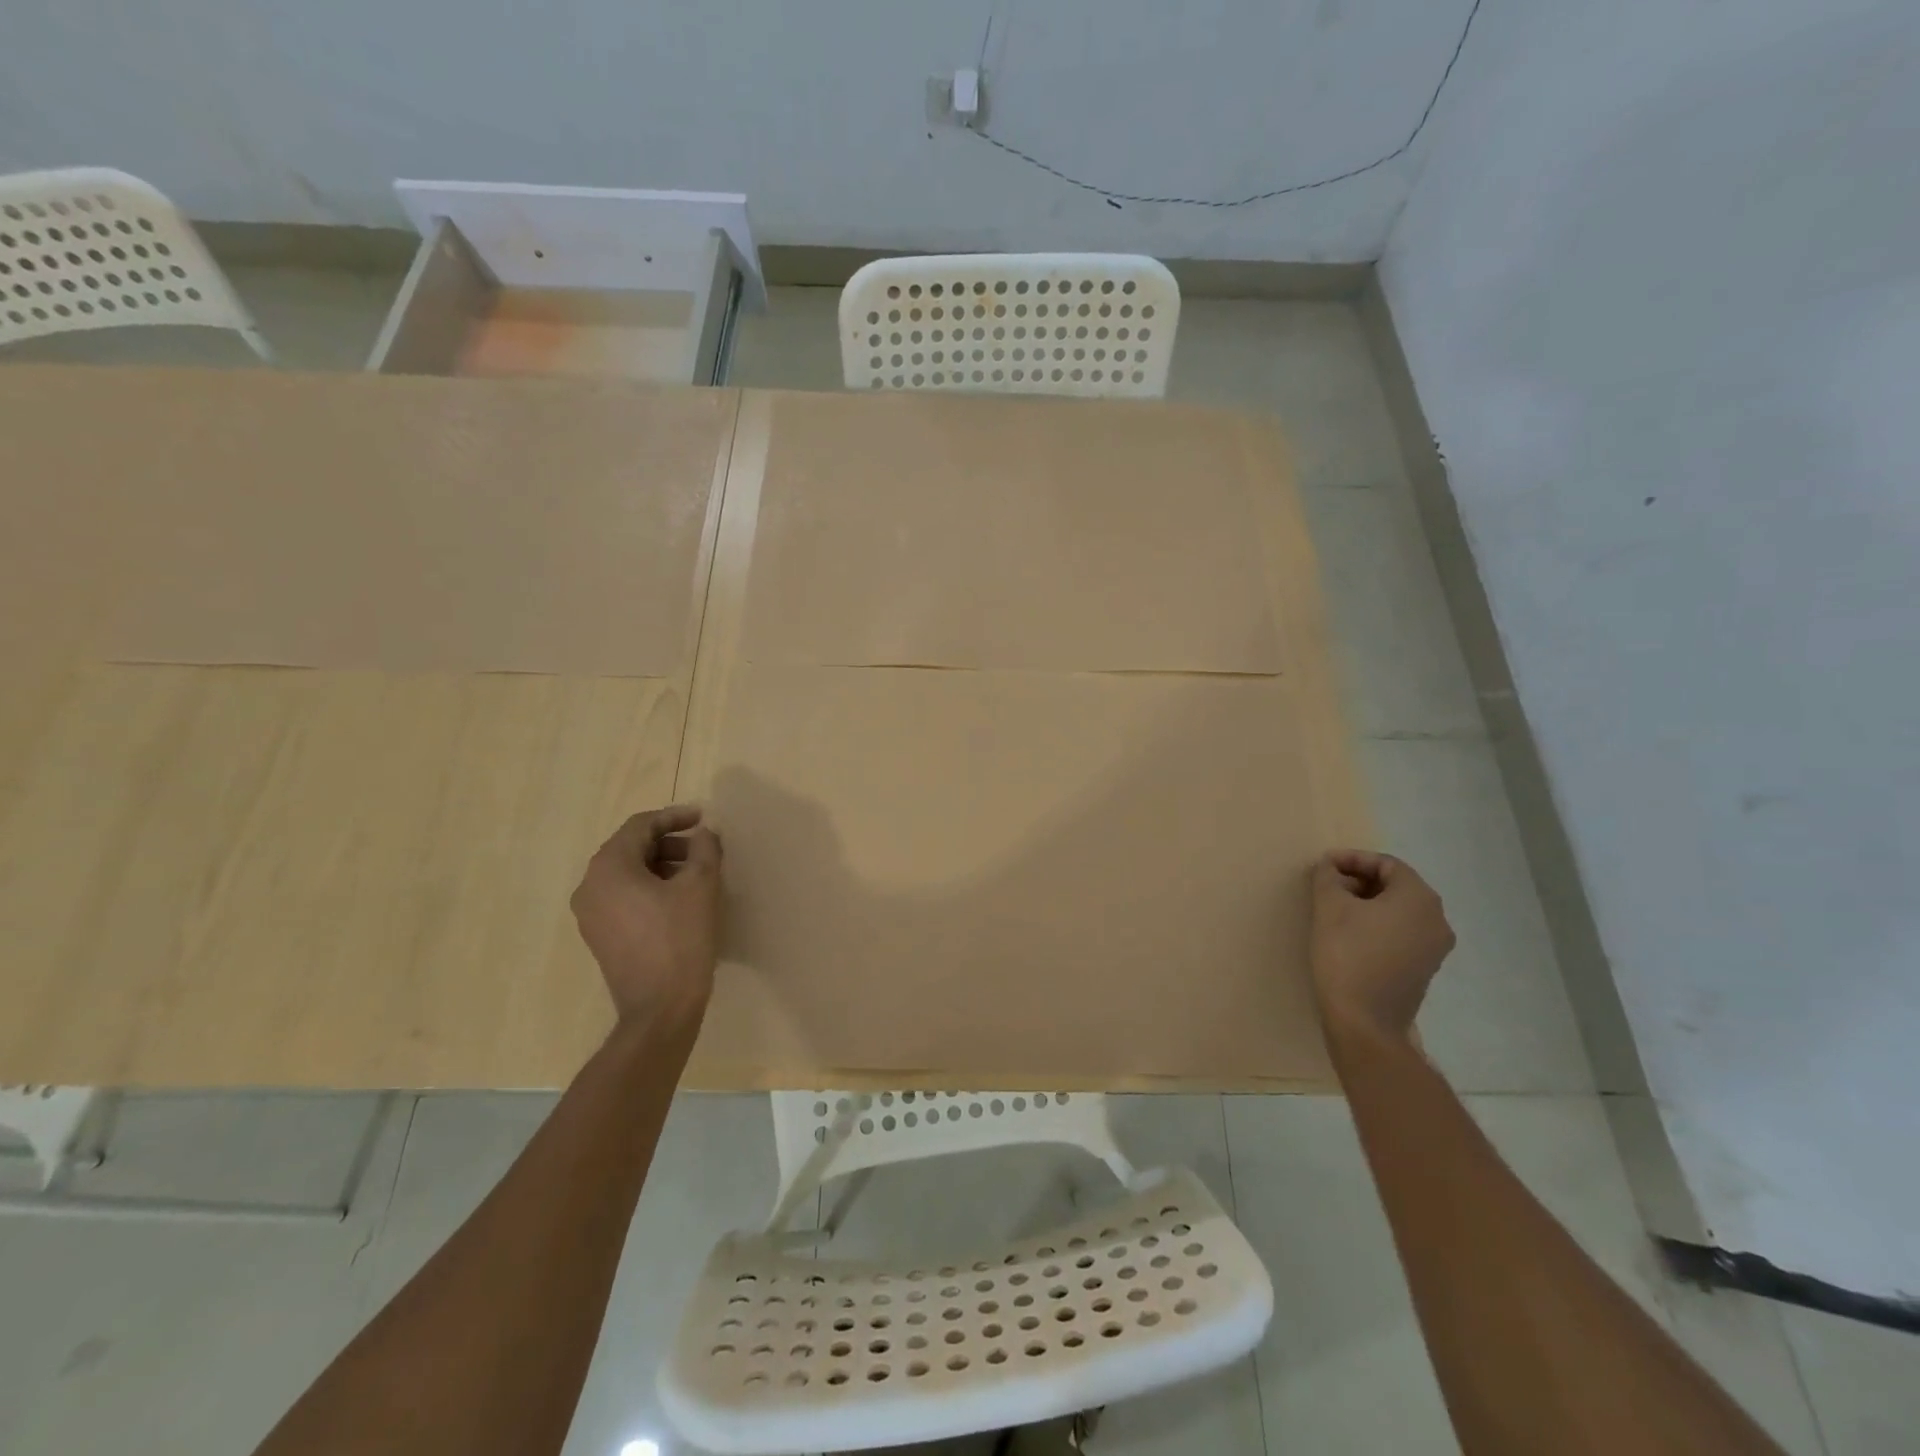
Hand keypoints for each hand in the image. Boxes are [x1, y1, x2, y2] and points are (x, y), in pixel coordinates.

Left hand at [570, 805, 723, 1025]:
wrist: (660, 1008)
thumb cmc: (680, 939)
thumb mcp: (701, 886)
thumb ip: (704, 849)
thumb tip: (704, 832)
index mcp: (609, 867)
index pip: (640, 826)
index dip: (674, 817)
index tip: (703, 818)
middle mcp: (590, 885)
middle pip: (630, 848)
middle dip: (669, 842)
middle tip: (703, 849)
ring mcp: (590, 914)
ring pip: (627, 873)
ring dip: (661, 865)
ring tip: (696, 874)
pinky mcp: (599, 935)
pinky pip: (623, 896)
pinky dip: (649, 887)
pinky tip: (679, 899)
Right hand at [1309, 849, 1454, 1042]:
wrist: (1364, 1022)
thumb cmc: (1347, 955)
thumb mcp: (1329, 907)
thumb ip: (1328, 877)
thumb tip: (1330, 867)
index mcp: (1419, 898)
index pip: (1386, 864)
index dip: (1353, 859)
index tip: (1323, 865)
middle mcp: (1437, 919)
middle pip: (1396, 886)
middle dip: (1360, 880)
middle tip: (1327, 885)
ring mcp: (1435, 947)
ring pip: (1400, 910)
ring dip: (1368, 902)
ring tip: (1334, 908)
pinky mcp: (1424, 969)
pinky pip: (1402, 933)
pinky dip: (1378, 924)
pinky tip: (1350, 934)